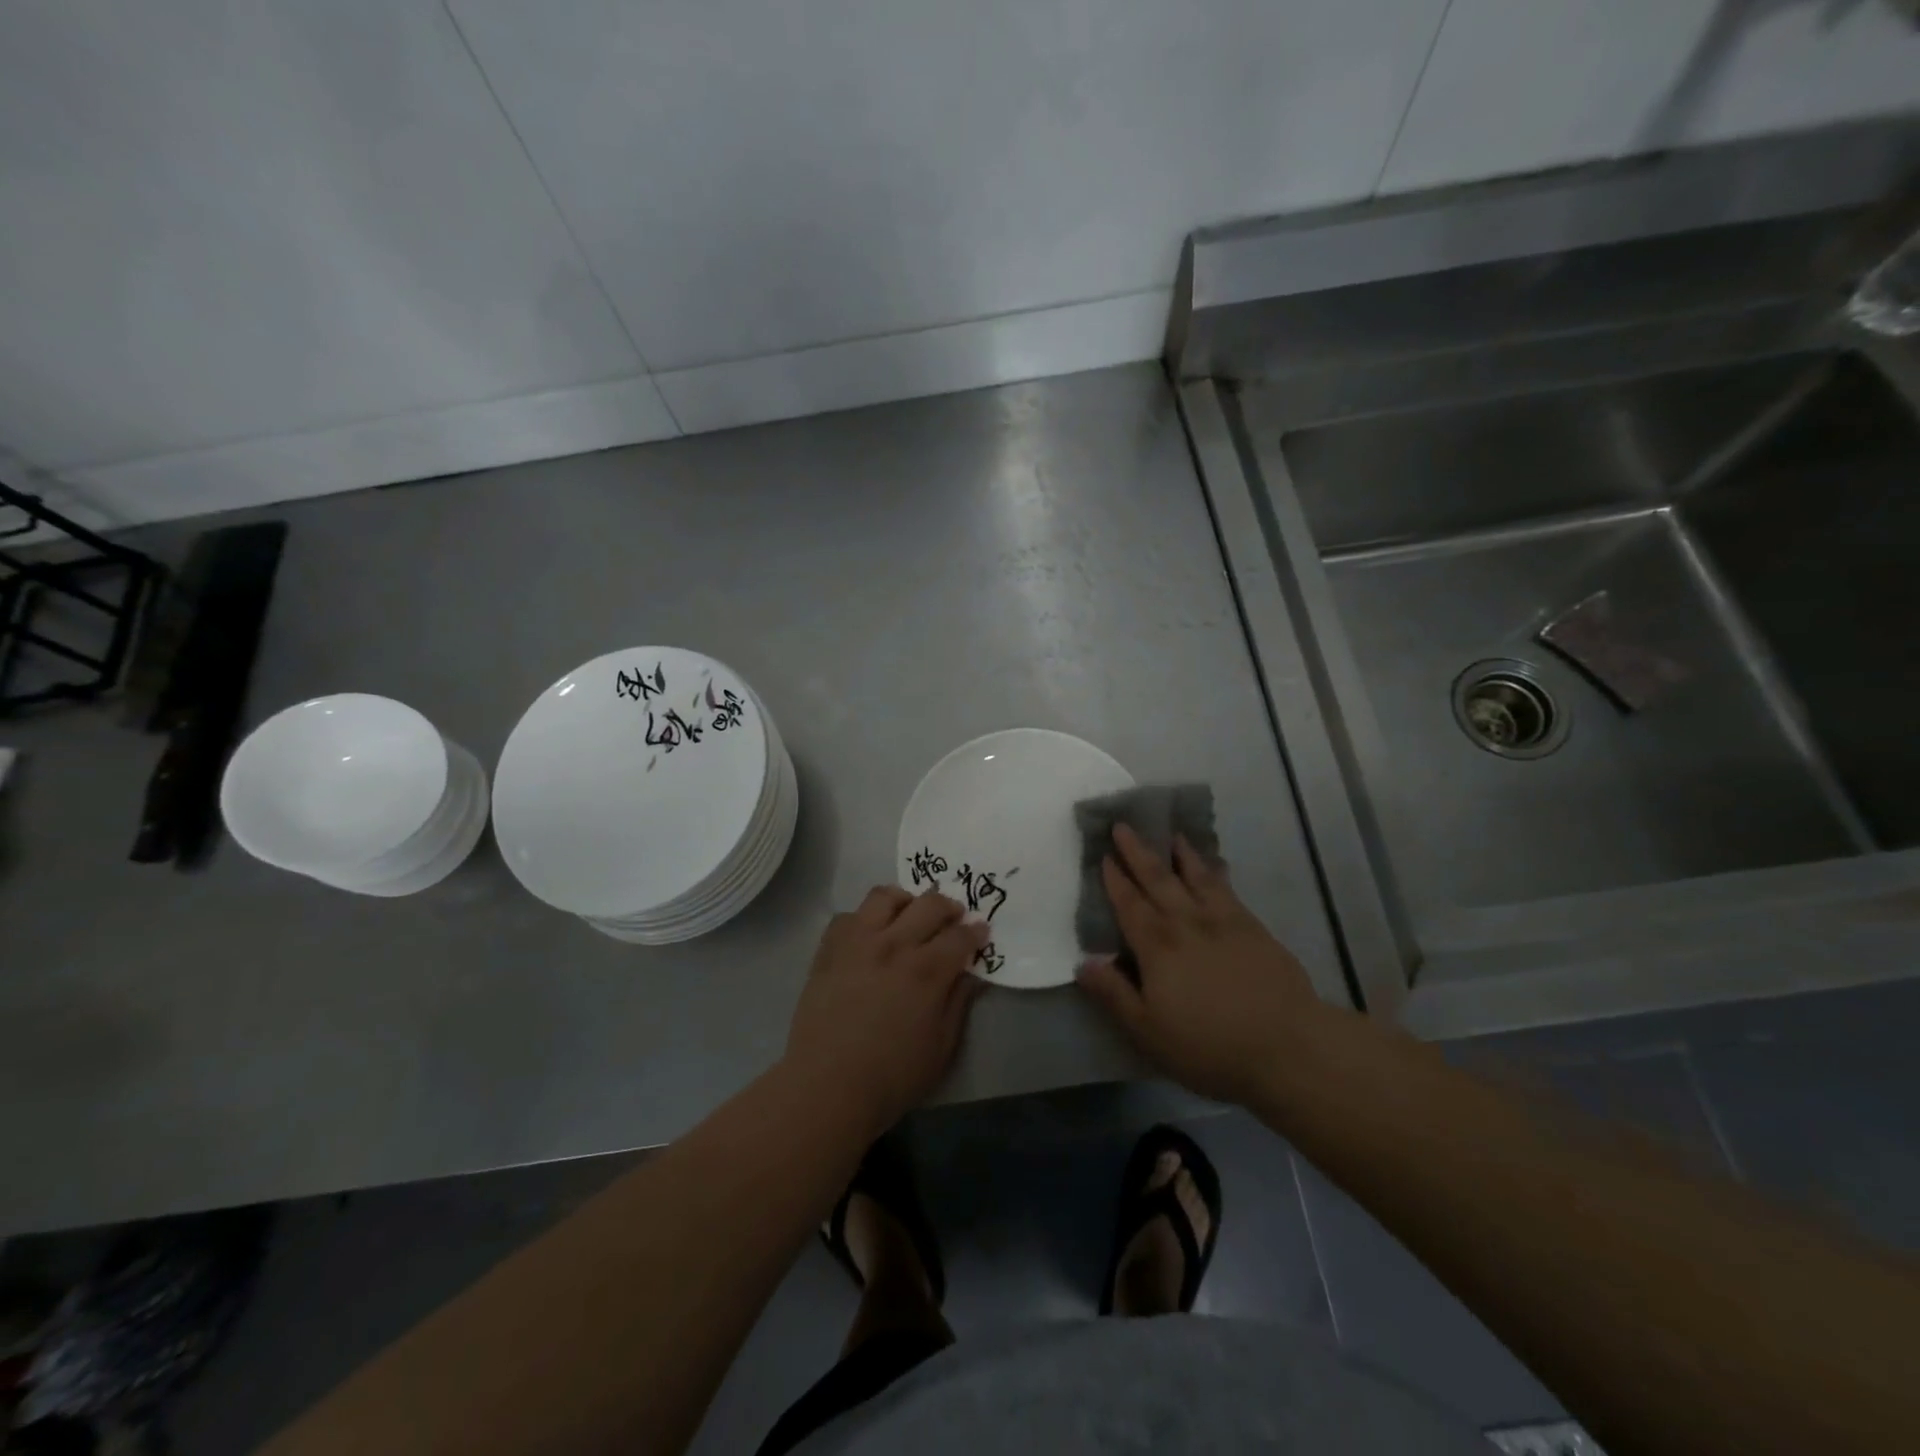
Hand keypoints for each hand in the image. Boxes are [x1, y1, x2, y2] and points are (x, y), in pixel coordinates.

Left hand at [785, 886, 988, 1137]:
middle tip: (954, 918)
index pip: (960, 936)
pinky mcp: (829, 949)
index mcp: (927, 970)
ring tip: (909, 915)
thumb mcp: (942, 1047)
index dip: (975, 932)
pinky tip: (869, 936)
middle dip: (949, 907)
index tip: (981, 931)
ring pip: (885, 896)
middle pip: (929, 904)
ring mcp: (857, 942)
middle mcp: (894, 944)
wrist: (827, 1086)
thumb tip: (969, 974)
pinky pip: (849, 915)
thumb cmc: (892, 1075)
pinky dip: (865, 919)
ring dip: (905, 900)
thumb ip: (958, 1003)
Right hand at [1076, 824, 1326, 1106]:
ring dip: (1180, 854)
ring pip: (1195, 877)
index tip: (1105, 855)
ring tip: (1171, 834)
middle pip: (1158, 880)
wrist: (1287, 1047)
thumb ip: (1114, 994)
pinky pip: (1227, 889)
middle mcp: (1186, 923)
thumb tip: (1083, 963)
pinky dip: (1216, 871)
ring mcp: (1223, 922)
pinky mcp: (1253, 928)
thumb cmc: (1209, 1045)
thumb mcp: (1148, 1031)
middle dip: (1138, 853)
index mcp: (1157, 946)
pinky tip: (1216, 865)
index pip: (1129, 905)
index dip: (1115, 880)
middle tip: (1124, 826)